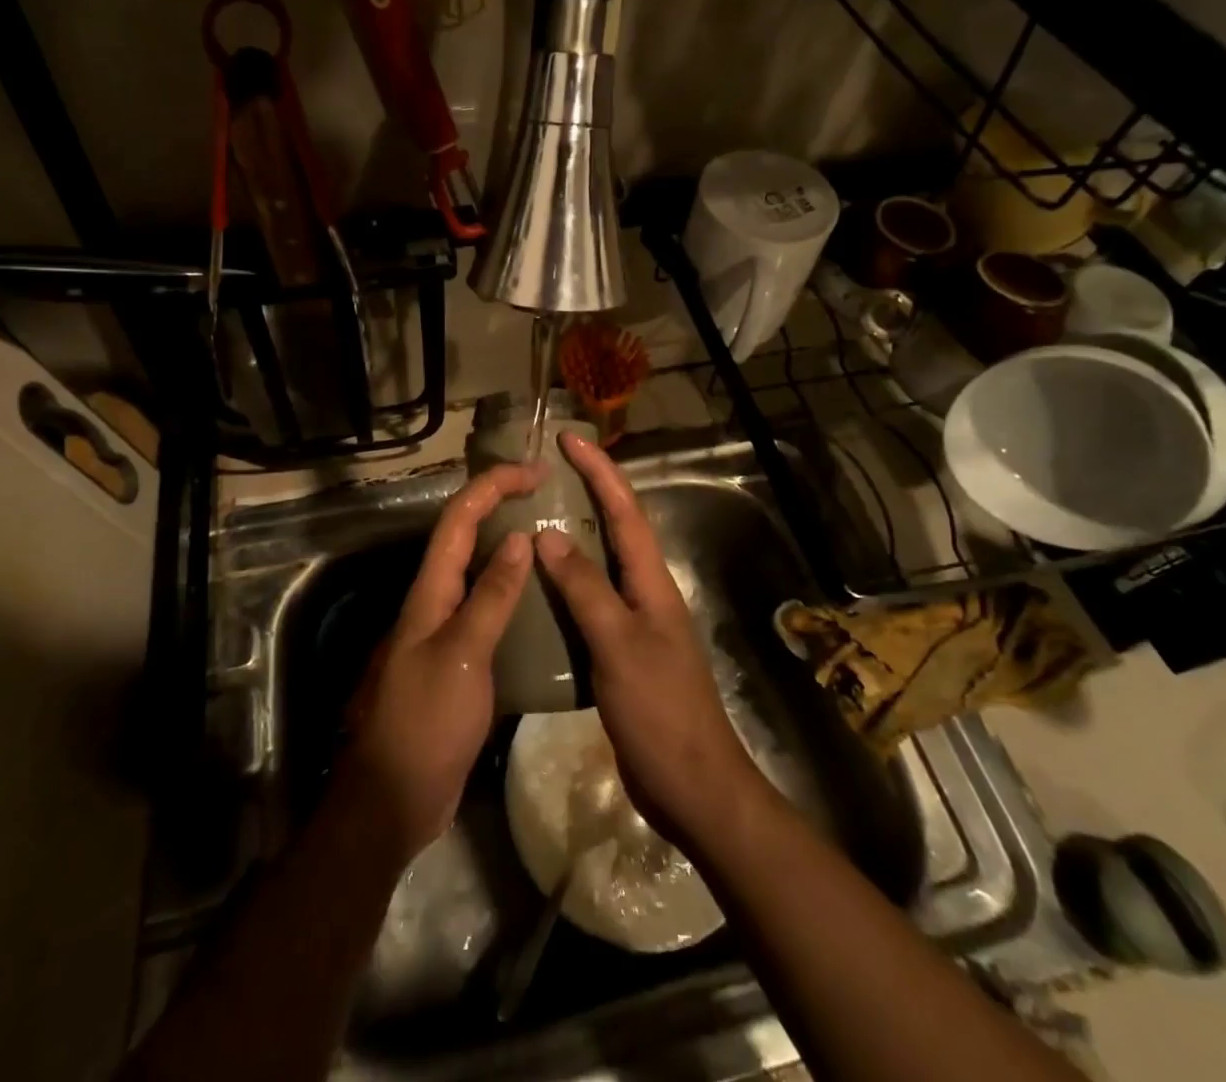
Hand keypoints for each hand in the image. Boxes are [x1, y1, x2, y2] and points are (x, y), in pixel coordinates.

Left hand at [335, 461, 543, 865]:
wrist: (393, 798)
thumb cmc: (426, 722)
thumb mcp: (463, 655)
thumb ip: (490, 597)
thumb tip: (517, 539)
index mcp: (430, 591)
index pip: (458, 518)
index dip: (492, 486)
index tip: (534, 470)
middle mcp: (433, 600)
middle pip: (464, 536)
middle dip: (499, 504)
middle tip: (546, 495)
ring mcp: (443, 630)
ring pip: (476, 571)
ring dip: (507, 545)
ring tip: (551, 538)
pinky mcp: (456, 659)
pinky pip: (485, 609)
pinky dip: (510, 591)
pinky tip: (540, 602)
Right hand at [534, 432, 766, 852]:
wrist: (693, 786)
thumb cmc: (660, 711)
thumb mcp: (619, 645)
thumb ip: (585, 589)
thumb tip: (547, 534)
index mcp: (651, 582)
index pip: (624, 511)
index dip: (599, 471)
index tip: (568, 438)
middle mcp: (645, 592)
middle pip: (615, 528)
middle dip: (587, 491)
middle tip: (545, 470)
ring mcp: (634, 622)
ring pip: (600, 564)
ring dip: (573, 535)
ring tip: (532, 516)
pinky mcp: (620, 651)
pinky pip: (590, 601)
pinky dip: (565, 583)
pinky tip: (537, 588)